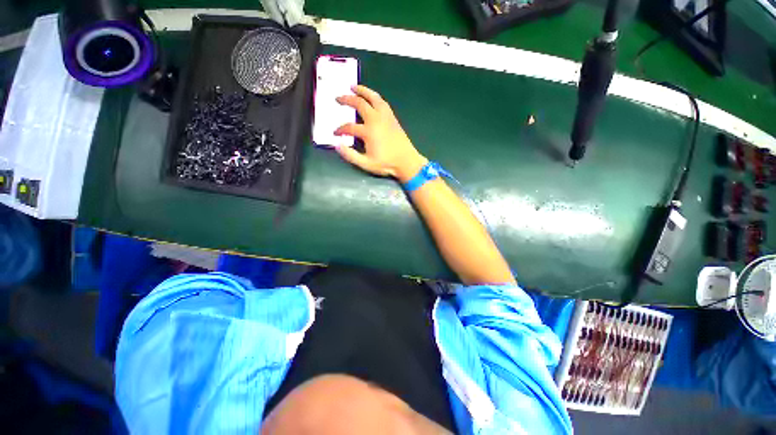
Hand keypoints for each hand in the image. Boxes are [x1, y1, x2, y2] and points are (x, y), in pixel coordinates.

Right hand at [334, 85, 427, 181]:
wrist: (407, 161)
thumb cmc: (387, 164)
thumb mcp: (366, 164)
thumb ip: (350, 155)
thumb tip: (337, 145)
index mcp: (368, 132)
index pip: (349, 127)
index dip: (340, 129)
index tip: (336, 133)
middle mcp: (376, 120)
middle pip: (359, 104)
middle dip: (347, 100)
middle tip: (338, 98)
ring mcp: (385, 117)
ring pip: (373, 97)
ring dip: (362, 90)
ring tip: (354, 87)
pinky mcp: (392, 118)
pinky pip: (382, 102)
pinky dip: (374, 97)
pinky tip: (371, 97)